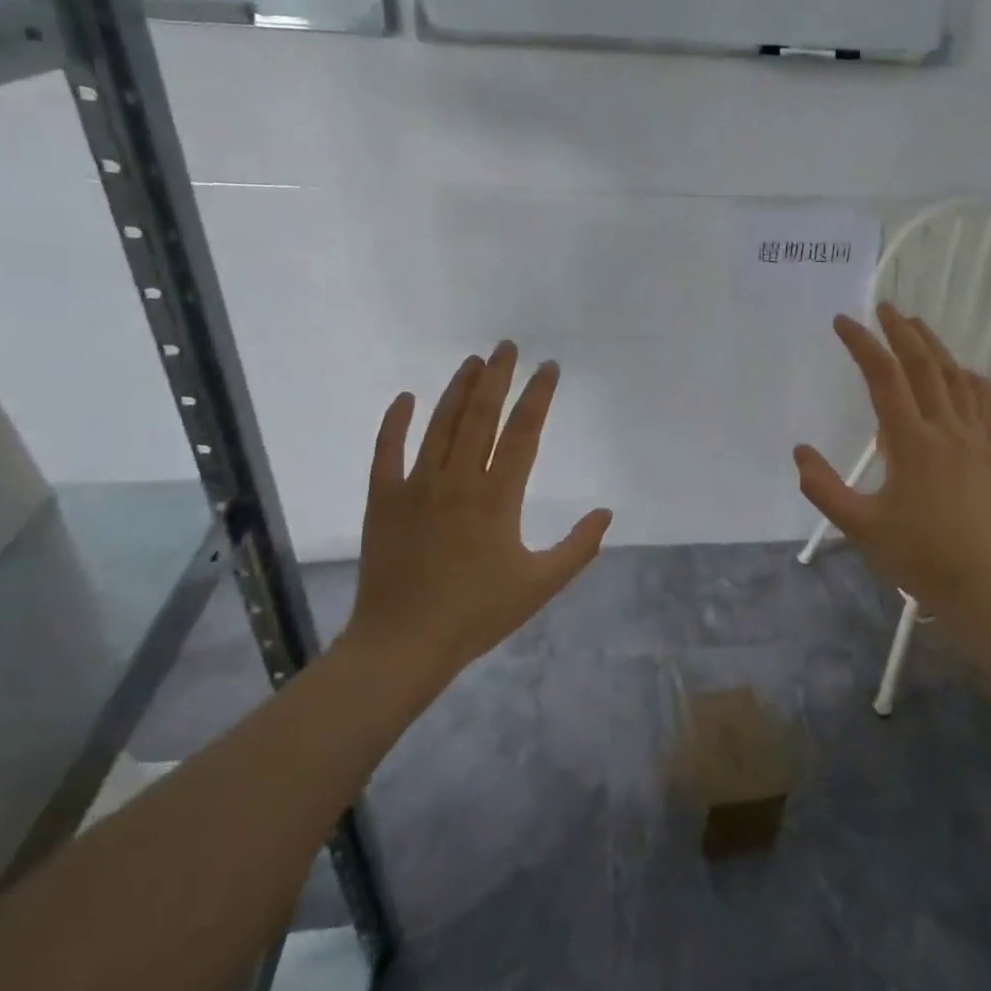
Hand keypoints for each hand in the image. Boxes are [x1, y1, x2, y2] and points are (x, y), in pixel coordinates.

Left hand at [343, 342, 612, 685]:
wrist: (404, 643)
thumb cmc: (478, 614)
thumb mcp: (541, 585)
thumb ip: (578, 547)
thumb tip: (606, 513)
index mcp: (497, 498)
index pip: (522, 433)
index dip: (537, 397)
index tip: (548, 368)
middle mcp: (457, 481)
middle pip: (480, 417)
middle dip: (497, 377)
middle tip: (507, 346)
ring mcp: (416, 487)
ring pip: (439, 425)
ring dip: (457, 390)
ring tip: (472, 362)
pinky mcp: (383, 500)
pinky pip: (386, 452)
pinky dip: (394, 423)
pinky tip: (404, 398)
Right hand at [795, 304, 990, 650]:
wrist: (982, 587)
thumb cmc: (915, 557)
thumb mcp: (858, 526)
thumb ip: (823, 487)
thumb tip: (800, 451)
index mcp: (912, 442)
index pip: (883, 377)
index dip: (862, 344)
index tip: (843, 322)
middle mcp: (948, 429)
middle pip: (924, 364)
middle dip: (901, 331)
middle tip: (883, 308)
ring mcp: (980, 438)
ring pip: (958, 377)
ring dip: (935, 347)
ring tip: (916, 327)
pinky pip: (990, 402)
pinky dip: (974, 379)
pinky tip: (965, 373)